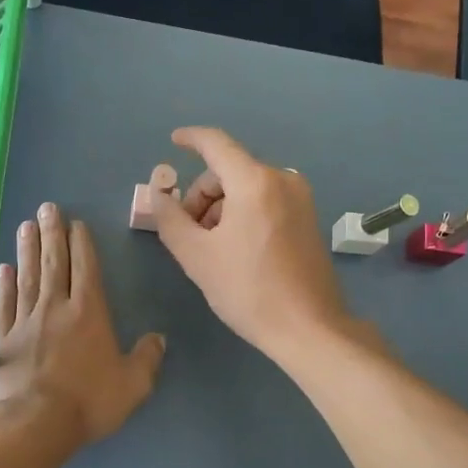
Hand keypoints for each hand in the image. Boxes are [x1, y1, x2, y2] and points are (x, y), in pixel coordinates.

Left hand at [0, 201, 164, 445]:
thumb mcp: (133, 384)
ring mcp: (26, 321)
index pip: (85, 268)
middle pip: (54, 263)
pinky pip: (5, 305)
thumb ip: (147, 358)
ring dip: (26, 250)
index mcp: (89, 313)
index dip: (81, 244)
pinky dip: (4, 285)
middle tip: (47, 208)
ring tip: (25, 225)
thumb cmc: (89, 401)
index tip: (76, 223)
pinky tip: (3, 269)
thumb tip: (158, 339)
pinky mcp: (5, 339)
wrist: (36, 424)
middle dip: (52, 234)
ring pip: (27, 276)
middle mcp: (56, 307)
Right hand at [150, 127, 356, 358]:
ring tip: (210, 247)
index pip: (216, 144)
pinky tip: (235, 248)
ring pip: (247, 188)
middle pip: (229, 170)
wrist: (309, 328)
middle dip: (202, 194)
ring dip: (221, 207)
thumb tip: (158, 196)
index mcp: (255, 182)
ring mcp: (301, 199)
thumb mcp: (197, 256)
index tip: (174, 141)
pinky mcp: (308, 218)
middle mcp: (282, 180)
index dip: (191, 139)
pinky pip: (266, 201)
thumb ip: (170, 219)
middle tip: (187, 232)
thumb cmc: (248, 290)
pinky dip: (243, 213)